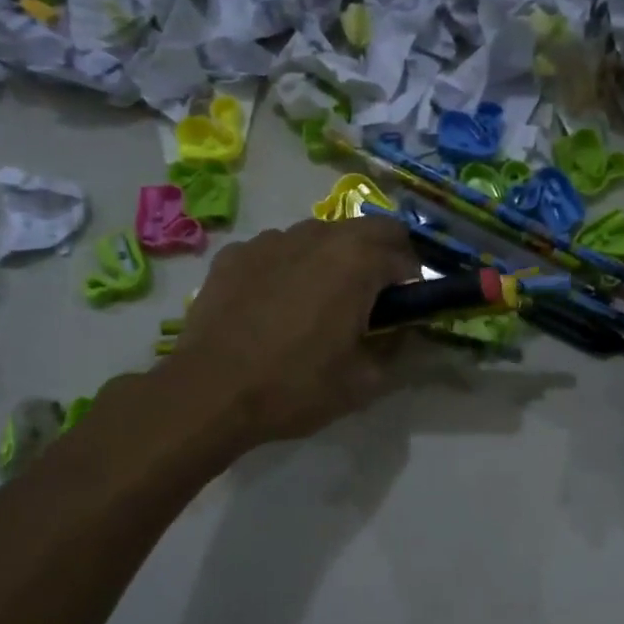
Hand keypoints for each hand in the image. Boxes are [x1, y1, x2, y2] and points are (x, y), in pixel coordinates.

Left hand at [167, 217, 418, 449]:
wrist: (210, 393)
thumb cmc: (296, 386)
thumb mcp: (365, 381)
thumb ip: (397, 347)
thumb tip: (403, 329)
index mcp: (357, 260)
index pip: (407, 259)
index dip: (414, 286)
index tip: (405, 314)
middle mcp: (318, 235)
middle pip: (369, 230)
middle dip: (383, 257)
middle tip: (375, 298)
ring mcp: (272, 239)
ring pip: (321, 235)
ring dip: (335, 259)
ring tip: (321, 301)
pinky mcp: (236, 253)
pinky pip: (278, 251)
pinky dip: (290, 268)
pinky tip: (275, 306)